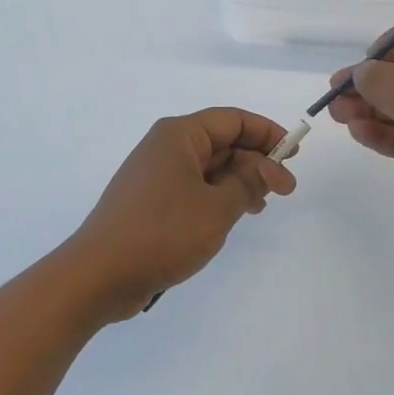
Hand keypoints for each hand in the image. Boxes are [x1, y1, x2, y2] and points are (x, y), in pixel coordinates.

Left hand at [67, 108, 297, 319]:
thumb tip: (272, 168)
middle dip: (255, 162)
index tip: (294, 152)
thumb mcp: (217, 208)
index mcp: (179, 135)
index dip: (266, 132)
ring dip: (239, 182)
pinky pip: (194, 188)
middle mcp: (166, 147)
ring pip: (209, 168)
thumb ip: (249, 183)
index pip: (232, 120)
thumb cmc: (162, 232)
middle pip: (221, 142)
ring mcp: (156, 175)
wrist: (99, 274)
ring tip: (263, 205)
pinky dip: (218, 197)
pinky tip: (235, 216)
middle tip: (286, 189)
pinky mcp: (151, 201)